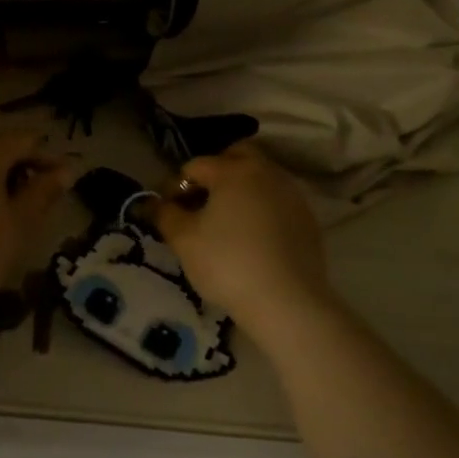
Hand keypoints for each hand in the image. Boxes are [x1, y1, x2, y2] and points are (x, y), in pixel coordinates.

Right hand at [152, 143, 331, 333]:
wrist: (287, 301)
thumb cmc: (227, 264)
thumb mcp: (183, 240)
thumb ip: (164, 214)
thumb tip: (151, 202)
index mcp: (233, 171)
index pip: (195, 166)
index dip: (175, 186)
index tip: (168, 211)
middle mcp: (266, 172)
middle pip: (236, 156)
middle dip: (215, 172)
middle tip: (201, 203)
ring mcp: (292, 194)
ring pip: (260, 177)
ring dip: (240, 190)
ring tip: (226, 222)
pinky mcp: (307, 217)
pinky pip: (276, 200)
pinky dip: (261, 208)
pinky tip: (252, 237)